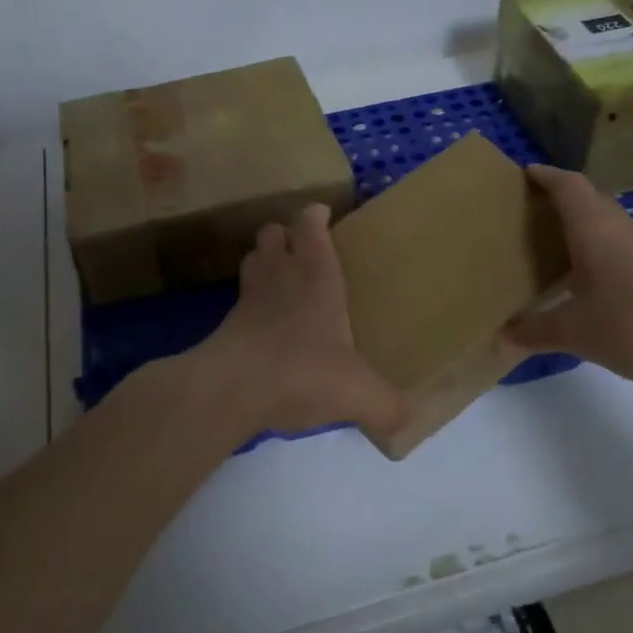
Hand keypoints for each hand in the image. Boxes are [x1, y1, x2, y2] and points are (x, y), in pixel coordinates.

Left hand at [180, 204, 407, 445]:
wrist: (230, 390)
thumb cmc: (301, 372)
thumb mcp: (359, 393)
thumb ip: (388, 406)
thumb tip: (406, 419)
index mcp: (316, 277)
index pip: (310, 226)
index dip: (314, 216)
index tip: (322, 213)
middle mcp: (280, 277)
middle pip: (271, 234)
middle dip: (284, 235)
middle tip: (303, 250)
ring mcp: (248, 299)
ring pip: (251, 260)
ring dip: (263, 262)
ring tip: (281, 280)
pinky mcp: (226, 326)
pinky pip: (239, 300)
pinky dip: (250, 303)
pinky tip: (263, 325)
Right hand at [505, 165, 632, 389]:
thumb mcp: (574, 332)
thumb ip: (534, 331)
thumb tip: (502, 335)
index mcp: (594, 228)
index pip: (568, 185)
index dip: (545, 175)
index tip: (524, 174)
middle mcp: (620, 227)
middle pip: (588, 199)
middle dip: (559, 200)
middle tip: (528, 213)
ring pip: (607, 222)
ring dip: (581, 225)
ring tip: (552, 244)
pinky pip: (620, 243)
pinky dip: (599, 247)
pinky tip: (587, 277)